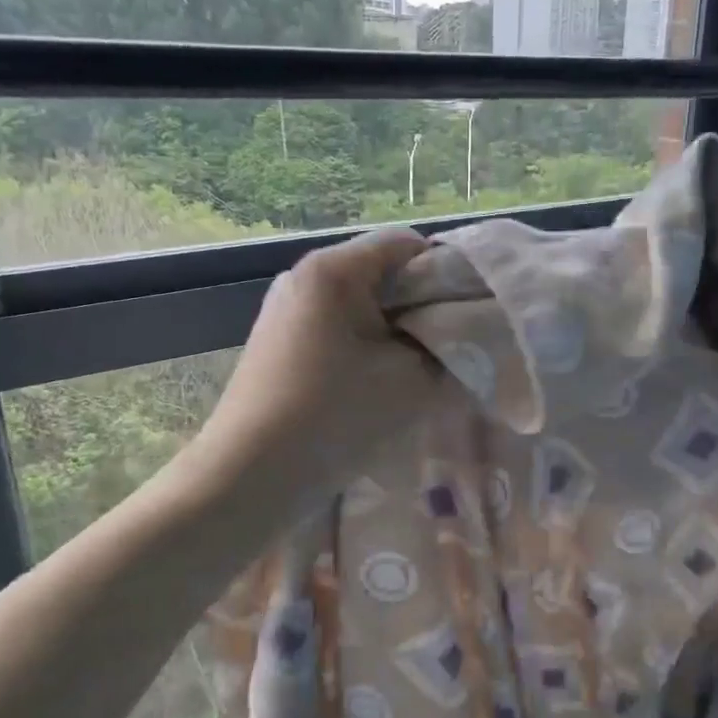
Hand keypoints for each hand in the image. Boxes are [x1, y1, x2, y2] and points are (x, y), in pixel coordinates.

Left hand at [188, 228, 446, 506]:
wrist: (249, 474)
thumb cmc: (334, 416)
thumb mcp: (410, 382)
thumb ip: (449, 351)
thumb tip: (463, 339)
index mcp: (333, 269)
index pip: (406, 243)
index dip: (447, 272)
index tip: (468, 314)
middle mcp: (303, 276)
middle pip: (382, 272)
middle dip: (421, 306)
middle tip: (451, 346)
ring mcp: (286, 308)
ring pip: (360, 304)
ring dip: (394, 331)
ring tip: (417, 370)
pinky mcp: (278, 341)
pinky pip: (336, 327)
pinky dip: (365, 346)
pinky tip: (377, 384)